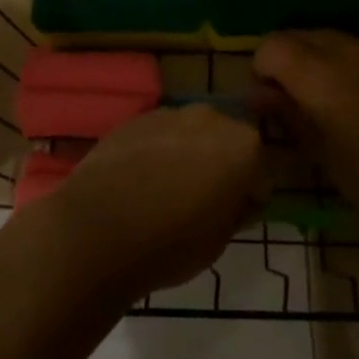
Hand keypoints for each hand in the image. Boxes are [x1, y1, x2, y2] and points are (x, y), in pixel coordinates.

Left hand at [43, 105, 268, 295]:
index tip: (237, 213)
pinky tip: (140, 180)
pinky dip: (158, 150)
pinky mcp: (134, 118)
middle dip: (222, 163)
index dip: (253, 192)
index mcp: (242, 146)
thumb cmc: (169, 244)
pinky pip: (160, 134)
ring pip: (192, 133)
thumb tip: (237, 197)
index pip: (263, 168)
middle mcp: (210, 118)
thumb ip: (237, 209)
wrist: (95, 231)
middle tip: (204, 199)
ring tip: (167, 189)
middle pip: (227, 139)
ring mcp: (169, 113)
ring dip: (189, 153)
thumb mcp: (219, 240)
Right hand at [252, 31, 358, 214]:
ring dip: (310, 60)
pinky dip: (337, 64)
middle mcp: (344, 51)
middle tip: (288, 104)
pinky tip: (351, 103)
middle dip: (282, 62)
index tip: (268, 106)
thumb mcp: (322, 154)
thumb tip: (257, 94)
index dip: (260, 72)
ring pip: (325, 38)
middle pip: (297, 35)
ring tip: (319, 104)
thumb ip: (287, 115)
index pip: (271, 47)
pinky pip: (352, 49)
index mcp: (319, 74)